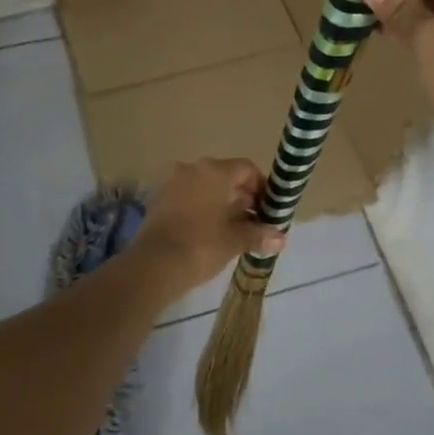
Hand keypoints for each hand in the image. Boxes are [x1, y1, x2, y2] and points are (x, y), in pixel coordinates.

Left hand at [134, 158, 286, 289]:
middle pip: (225, 176)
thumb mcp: (235, 240)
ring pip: (204, 187)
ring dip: (221, 203)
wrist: (153, 266)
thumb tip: (280, 238)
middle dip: (242, 197)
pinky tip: (209, 231)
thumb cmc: (201, 245)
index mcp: (214, 171)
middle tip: (254, 221)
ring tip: (233, 229)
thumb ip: (259, 234)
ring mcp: (171, 183)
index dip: (261, 187)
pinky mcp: (157, 200)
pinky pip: (187, 197)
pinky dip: (201, 208)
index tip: (268, 208)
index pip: (246, 169)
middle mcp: (191, 169)